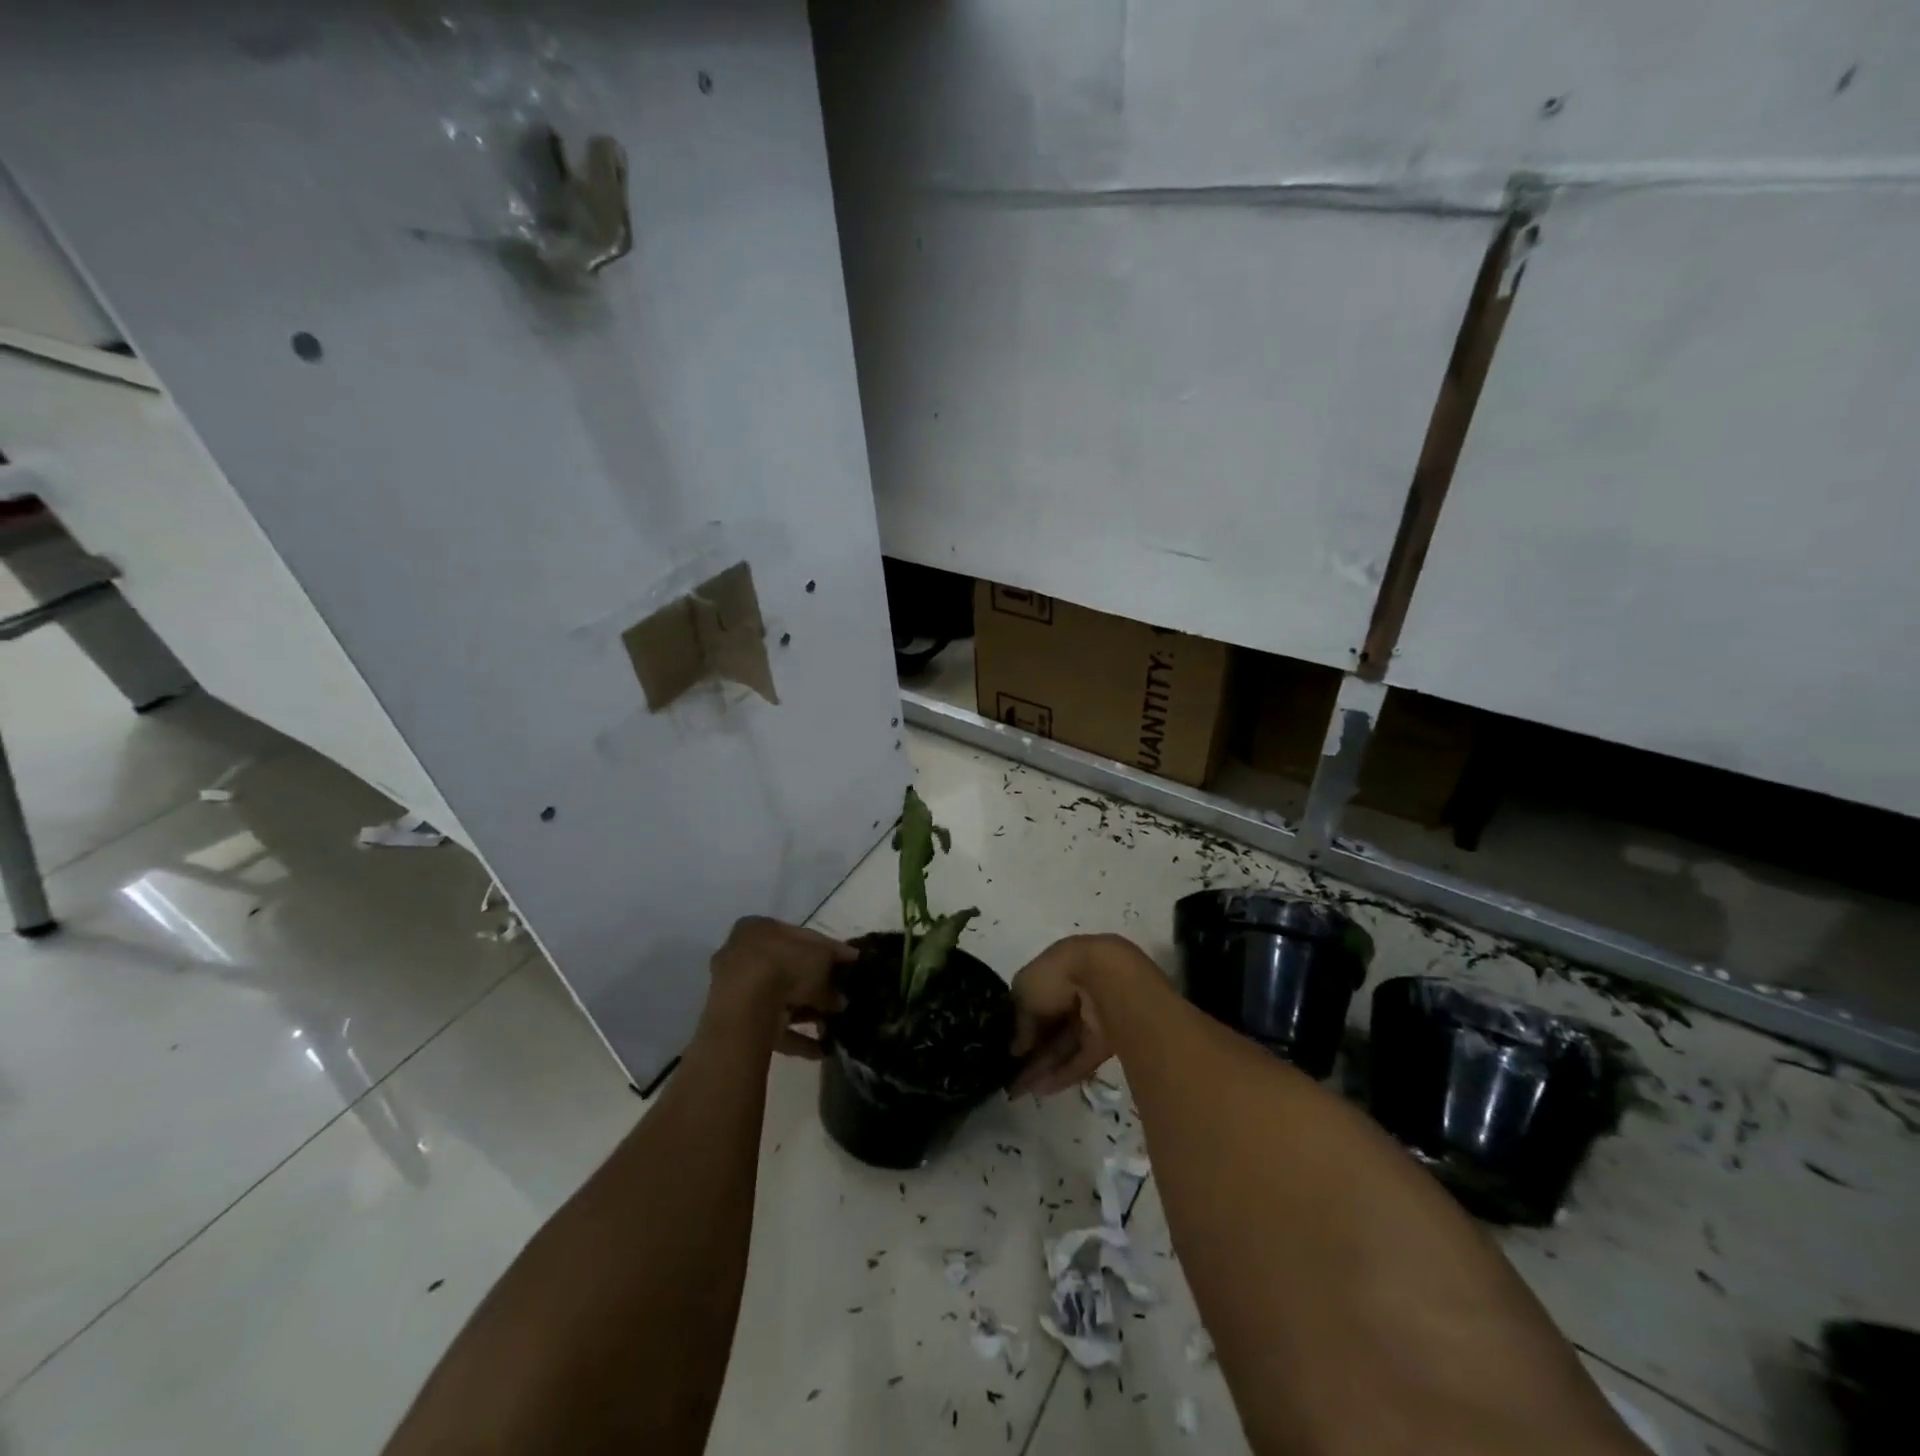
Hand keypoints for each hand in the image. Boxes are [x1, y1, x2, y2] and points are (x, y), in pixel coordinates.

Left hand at [706, 916, 856, 1058]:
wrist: (745, 1008)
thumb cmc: (784, 965)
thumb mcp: (821, 957)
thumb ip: (835, 966)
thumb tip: (842, 987)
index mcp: (758, 927)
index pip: (800, 937)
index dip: (828, 950)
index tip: (849, 964)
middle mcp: (742, 954)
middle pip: (787, 968)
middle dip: (815, 984)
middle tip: (840, 997)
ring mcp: (736, 989)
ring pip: (779, 999)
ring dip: (807, 1012)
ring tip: (833, 1024)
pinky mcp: (737, 1022)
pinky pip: (773, 1027)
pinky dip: (797, 1037)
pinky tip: (822, 1050)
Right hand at [1009, 935, 1122, 1095]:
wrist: (1104, 979)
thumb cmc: (1056, 976)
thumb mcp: (1024, 992)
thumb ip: (1020, 1021)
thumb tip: (1017, 1048)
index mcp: (1053, 974)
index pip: (1033, 1003)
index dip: (1019, 1027)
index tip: (1006, 1049)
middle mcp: (1072, 995)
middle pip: (1049, 1028)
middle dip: (1030, 1052)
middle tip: (1010, 1076)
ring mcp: (1090, 1019)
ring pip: (1063, 1047)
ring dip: (1042, 1067)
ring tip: (1020, 1090)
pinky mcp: (1105, 1042)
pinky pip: (1080, 1059)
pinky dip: (1062, 1074)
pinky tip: (1041, 1089)